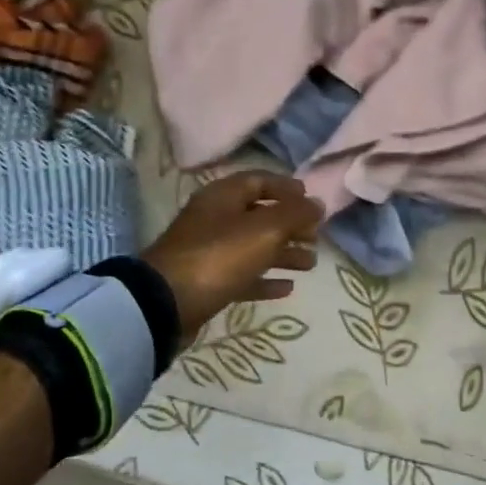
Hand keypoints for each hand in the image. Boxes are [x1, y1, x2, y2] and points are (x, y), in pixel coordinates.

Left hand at [143, 172, 321, 339]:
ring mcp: (209, 252)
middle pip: (259, 215)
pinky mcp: (207, 283)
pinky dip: (265, 279)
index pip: (259, 180)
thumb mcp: (265, 229)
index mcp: (223, 196)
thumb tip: (318, 204)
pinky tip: (287, 288)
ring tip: (311, 265)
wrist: (166, 304)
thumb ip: (295, 214)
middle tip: (316, 237)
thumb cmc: (219, 256)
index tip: (312, 201)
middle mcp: (215, 219)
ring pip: (254, 247)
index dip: (287, 188)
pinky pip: (242, 276)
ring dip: (283, 253)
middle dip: (290, 225)